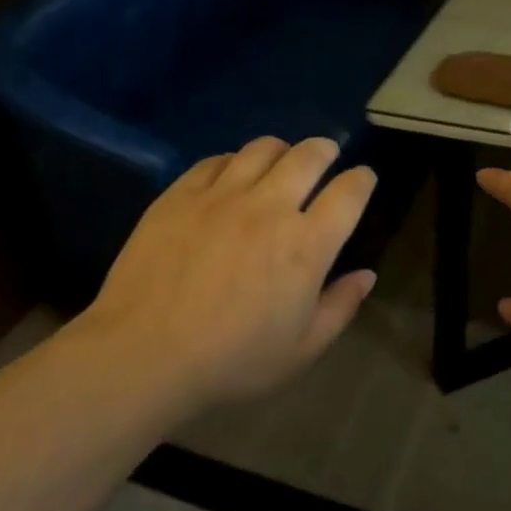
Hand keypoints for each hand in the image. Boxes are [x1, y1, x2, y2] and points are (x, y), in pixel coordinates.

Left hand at [74, 137, 378, 413]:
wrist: (144, 353)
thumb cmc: (231, 361)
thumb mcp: (300, 350)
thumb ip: (340, 307)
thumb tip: (366, 275)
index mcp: (306, 245)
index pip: (348, 194)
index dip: (362, 180)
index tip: (363, 178)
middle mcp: (269, 207)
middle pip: (308, 156)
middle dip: (325, 150)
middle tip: (327, 154)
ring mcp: (222, 196)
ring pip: (262, 149)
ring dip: (281, 149)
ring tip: (281, 159)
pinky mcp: (181, 194)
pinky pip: (216, 160)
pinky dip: (234, 161)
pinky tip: (231, 174)